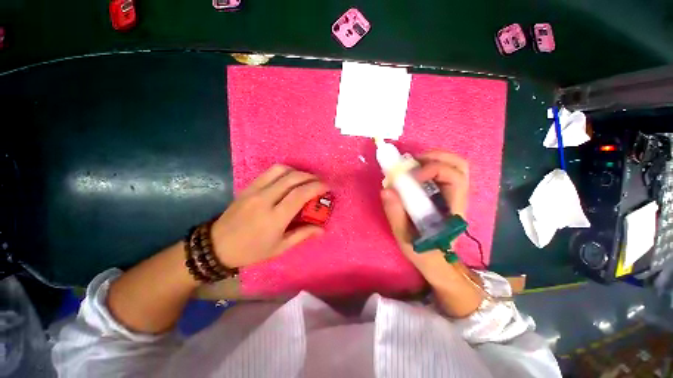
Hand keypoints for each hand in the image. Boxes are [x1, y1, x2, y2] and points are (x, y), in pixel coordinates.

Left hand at [210, 164, 328, 267]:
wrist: (217, 246)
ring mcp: (254, 190)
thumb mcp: (279, 248)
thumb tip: (322, 229)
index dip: (317, 187)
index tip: (327, 187)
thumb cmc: (251, 251)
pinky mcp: (248, 187)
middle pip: (293, 178)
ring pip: (281, 170)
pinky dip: (284, 171)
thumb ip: (302, 234)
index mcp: (274, 218)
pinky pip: (269, 172)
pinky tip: (290, 178)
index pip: (300, 194)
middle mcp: (265, 199)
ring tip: (306, 179)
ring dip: (298, 171)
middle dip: (311, 177)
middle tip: (320, 182)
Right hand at [381, 151, 468, 273]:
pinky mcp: (446, 194)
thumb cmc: (422, 251)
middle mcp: (458, 198)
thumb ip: (395, 214)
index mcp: (453, 209)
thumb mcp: (404, 237)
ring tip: (412, 166)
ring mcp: (454, 194)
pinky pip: (444, 171)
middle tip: (411, 164)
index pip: (455, 178)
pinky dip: (429, 165)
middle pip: (460, 165)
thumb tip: (386, 189)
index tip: (409, 176)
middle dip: (435, 157)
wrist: (436, 260)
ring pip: (454, 165)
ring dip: (433, 159)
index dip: (432, 169)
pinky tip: (414, 173)